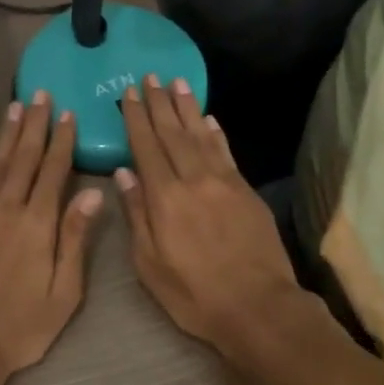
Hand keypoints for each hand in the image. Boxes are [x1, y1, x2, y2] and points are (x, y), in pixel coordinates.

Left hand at [0, 91, 103, 384]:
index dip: (62, 140)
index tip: (69, 113)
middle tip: (42, 94)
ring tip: (18, 105)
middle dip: (35, 123)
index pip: (53, 170)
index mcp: (36, 223)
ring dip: (9, 131)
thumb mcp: (62, 293)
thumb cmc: (18, 326)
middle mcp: (5, 207)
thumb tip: (93, 193)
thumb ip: (75, 239)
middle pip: (24, 156)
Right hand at [115, 75, 319, 364]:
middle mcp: (194, 180)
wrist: (259, 308)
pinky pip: (226, 152)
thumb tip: (124, 173)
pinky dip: (215, 132)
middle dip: (160, 103)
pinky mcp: (246, 191)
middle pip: (173, 133)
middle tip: (151, 76)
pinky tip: (209, 118)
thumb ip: (137, 215)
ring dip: (187, 108)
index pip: (146, 146)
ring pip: (201, 135)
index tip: (130, 93)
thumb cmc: (195, 294)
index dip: (137, 118)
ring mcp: (224, 182)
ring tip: (178, 83)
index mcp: (165, 197)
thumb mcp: (150, 265)